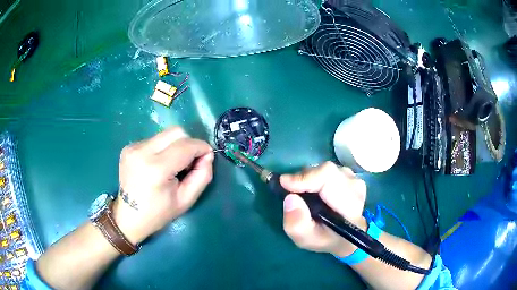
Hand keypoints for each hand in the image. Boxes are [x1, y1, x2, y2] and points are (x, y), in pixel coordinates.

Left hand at [112, 127, 213, 243]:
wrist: (128, 216)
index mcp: (156, 169)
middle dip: (189, 143)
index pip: (186, 146)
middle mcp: (142, 152)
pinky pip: (154, 139)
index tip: (207, 156)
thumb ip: (202, 175)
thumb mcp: (186, 200)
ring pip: (165, 134)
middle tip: (189, 162)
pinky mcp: (129, 147)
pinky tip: (157, 164)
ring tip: (172, 165)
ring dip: (175, 145)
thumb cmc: (158, 213)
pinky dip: (162, 148)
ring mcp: (133, 147)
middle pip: (176, 132)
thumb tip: (207, 154)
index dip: (201, 147)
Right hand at [281, 162, 366, 256]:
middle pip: (327, 171)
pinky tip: (314, 190)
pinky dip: (315, 177)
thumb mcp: (306, 239)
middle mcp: (357, 189)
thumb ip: (297, 224)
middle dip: (305, 178)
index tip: (284, 183)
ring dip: (310, 178)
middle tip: (291, 190)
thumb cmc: (325, 239)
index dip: (306, 177)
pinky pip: (328, 169)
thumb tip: (290, 198)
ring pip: (326, 169)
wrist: (343, 236)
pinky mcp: (350, 175)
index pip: (330, 179)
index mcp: (351, 207)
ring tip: (304, 194)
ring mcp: (355, 179)